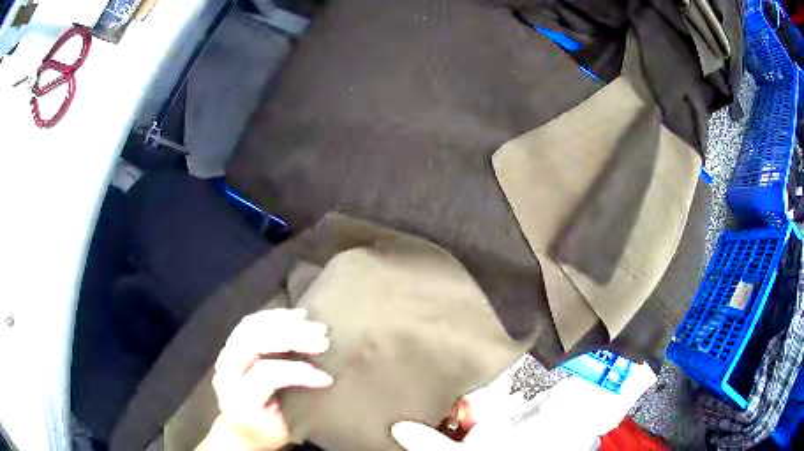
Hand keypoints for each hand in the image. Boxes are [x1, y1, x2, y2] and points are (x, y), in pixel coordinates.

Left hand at [203, 309, 331, 450]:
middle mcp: (226, 372)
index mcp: (239, 397)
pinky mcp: (230, 346)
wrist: (237, 431)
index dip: (298, 372)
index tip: (326, 378)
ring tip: (313, 324)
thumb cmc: (264, 433)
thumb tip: (322, 377)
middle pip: (255, 341)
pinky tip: (295, 315)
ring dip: (284, 322)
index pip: (267, 373)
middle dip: (292, 336)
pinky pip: (249, 323)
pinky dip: (273, 316)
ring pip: (251, 326)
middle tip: (322, 338)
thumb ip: (297, 403)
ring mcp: (225, 355)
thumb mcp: (283, 428)